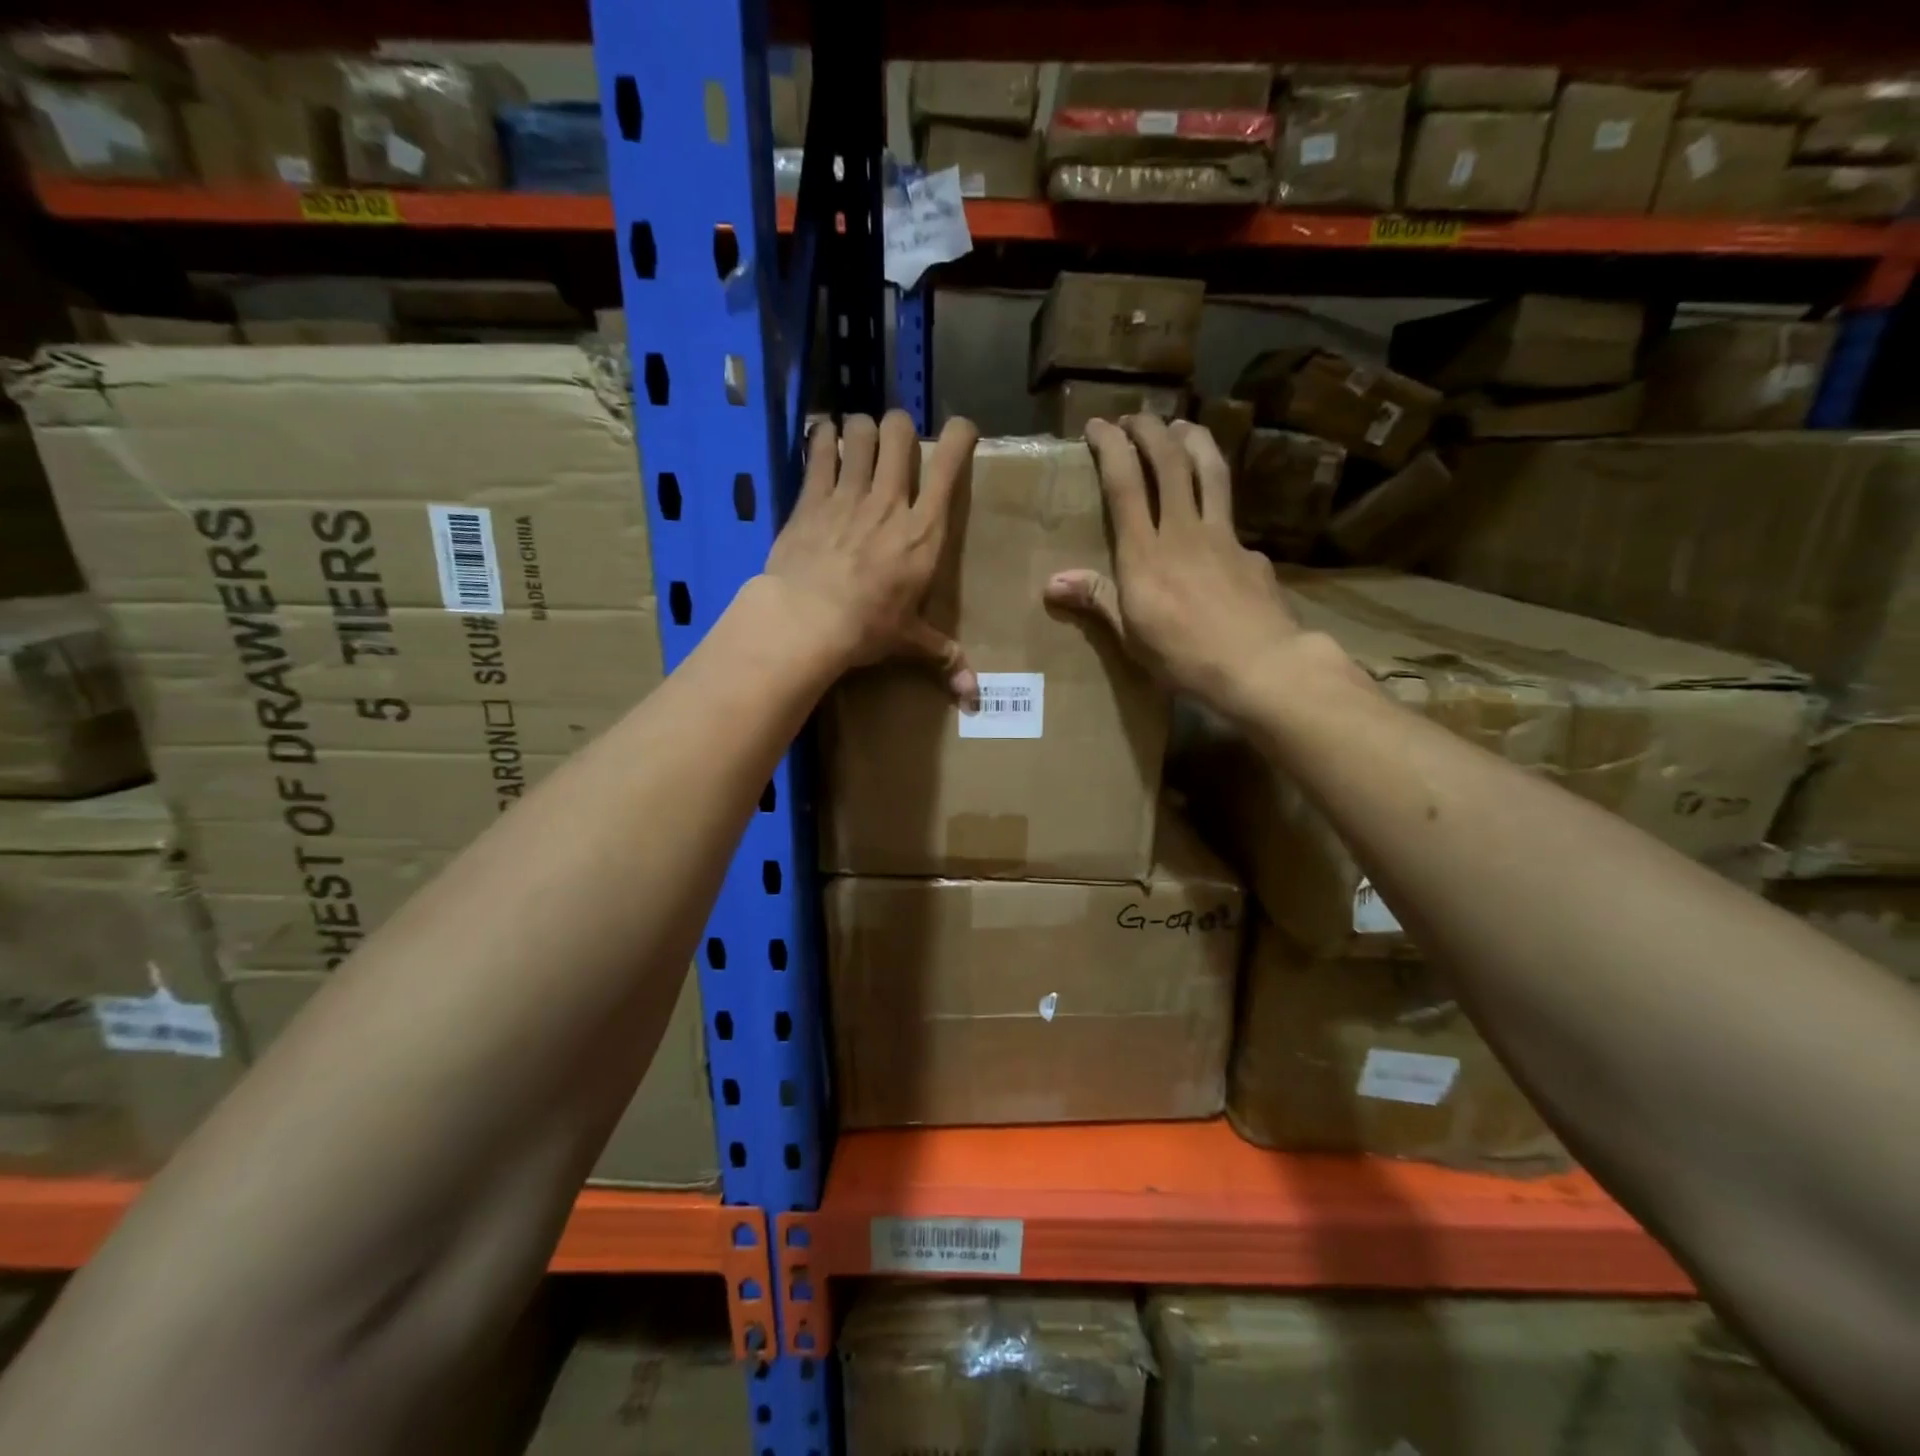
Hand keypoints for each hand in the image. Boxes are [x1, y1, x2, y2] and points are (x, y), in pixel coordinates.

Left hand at [763, 409, 978, 702]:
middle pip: (898, 432)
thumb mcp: (910, 641)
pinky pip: (819, 450)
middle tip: (895, 445)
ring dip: (861, 430)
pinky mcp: (811, 497)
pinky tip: (823, 439)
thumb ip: (944, 658)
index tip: (960, 431)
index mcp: (924, 530)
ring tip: (858, 442)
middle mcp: (889, 500)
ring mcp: (848, 493)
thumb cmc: (867, 629)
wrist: (807, 620)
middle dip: (900, 428)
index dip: (958, 435)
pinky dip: (822, 439)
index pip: (949, 463)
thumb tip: (974, 697)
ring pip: (859, 431)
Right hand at [1045, 415, 1323, 723]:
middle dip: (1151, 430)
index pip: (1125, 484)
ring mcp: (1222, 537)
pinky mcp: (1251, 552)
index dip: (1112, 447)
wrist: (1259, 666)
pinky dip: (1218, 503)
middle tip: (1137, 418)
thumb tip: (1052, 583)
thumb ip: (1098, 600)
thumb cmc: (1183, 658)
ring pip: (1210, 471)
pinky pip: (1231, 516)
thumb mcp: (1131, 637)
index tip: (1099, 425)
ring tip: (1182, 427)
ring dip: (1193, 441)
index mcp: (1144, 553)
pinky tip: (1216, 518)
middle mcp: (1183, 531)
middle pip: (1169, 462)